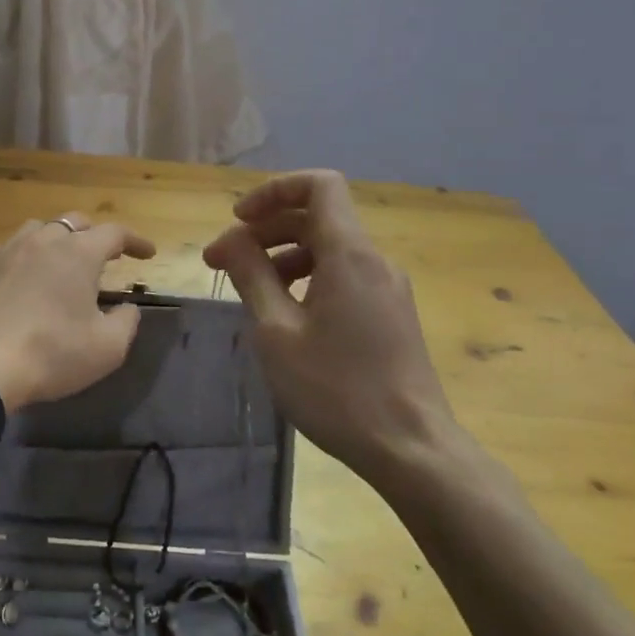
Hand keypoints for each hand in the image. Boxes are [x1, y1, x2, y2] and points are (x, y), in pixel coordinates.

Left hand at [0, 214, 155, 411]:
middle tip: (104, 256)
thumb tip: (128, 307)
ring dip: (56, 240)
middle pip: (74, 222)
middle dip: (94, 234)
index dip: (135, 240)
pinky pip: (6, 250)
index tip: (148, 254)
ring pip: (37, 230)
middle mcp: (42, 240)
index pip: (115, 233)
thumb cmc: (50, 355)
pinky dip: (22, 257)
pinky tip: (20, 277)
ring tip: (61, 262)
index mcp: (78, 253)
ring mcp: (5, 250)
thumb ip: (126, 322)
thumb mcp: (107, 348)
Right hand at [202, 170, 454, 476]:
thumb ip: (251, 275)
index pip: (319, 185)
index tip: (239, 220)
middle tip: (221, 263)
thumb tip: (231, 239)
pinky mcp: (391, 315)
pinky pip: (343, 276)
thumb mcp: (276, 331)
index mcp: (349, 254)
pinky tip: (285, 316)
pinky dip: (307, 279)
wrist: (412, 450)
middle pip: (317, 217)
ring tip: (249, 292)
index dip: (273, 190)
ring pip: (329, 249)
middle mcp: (374, 261)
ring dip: (283, 256)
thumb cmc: (336, 390)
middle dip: (265, 230)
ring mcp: (387, 288)